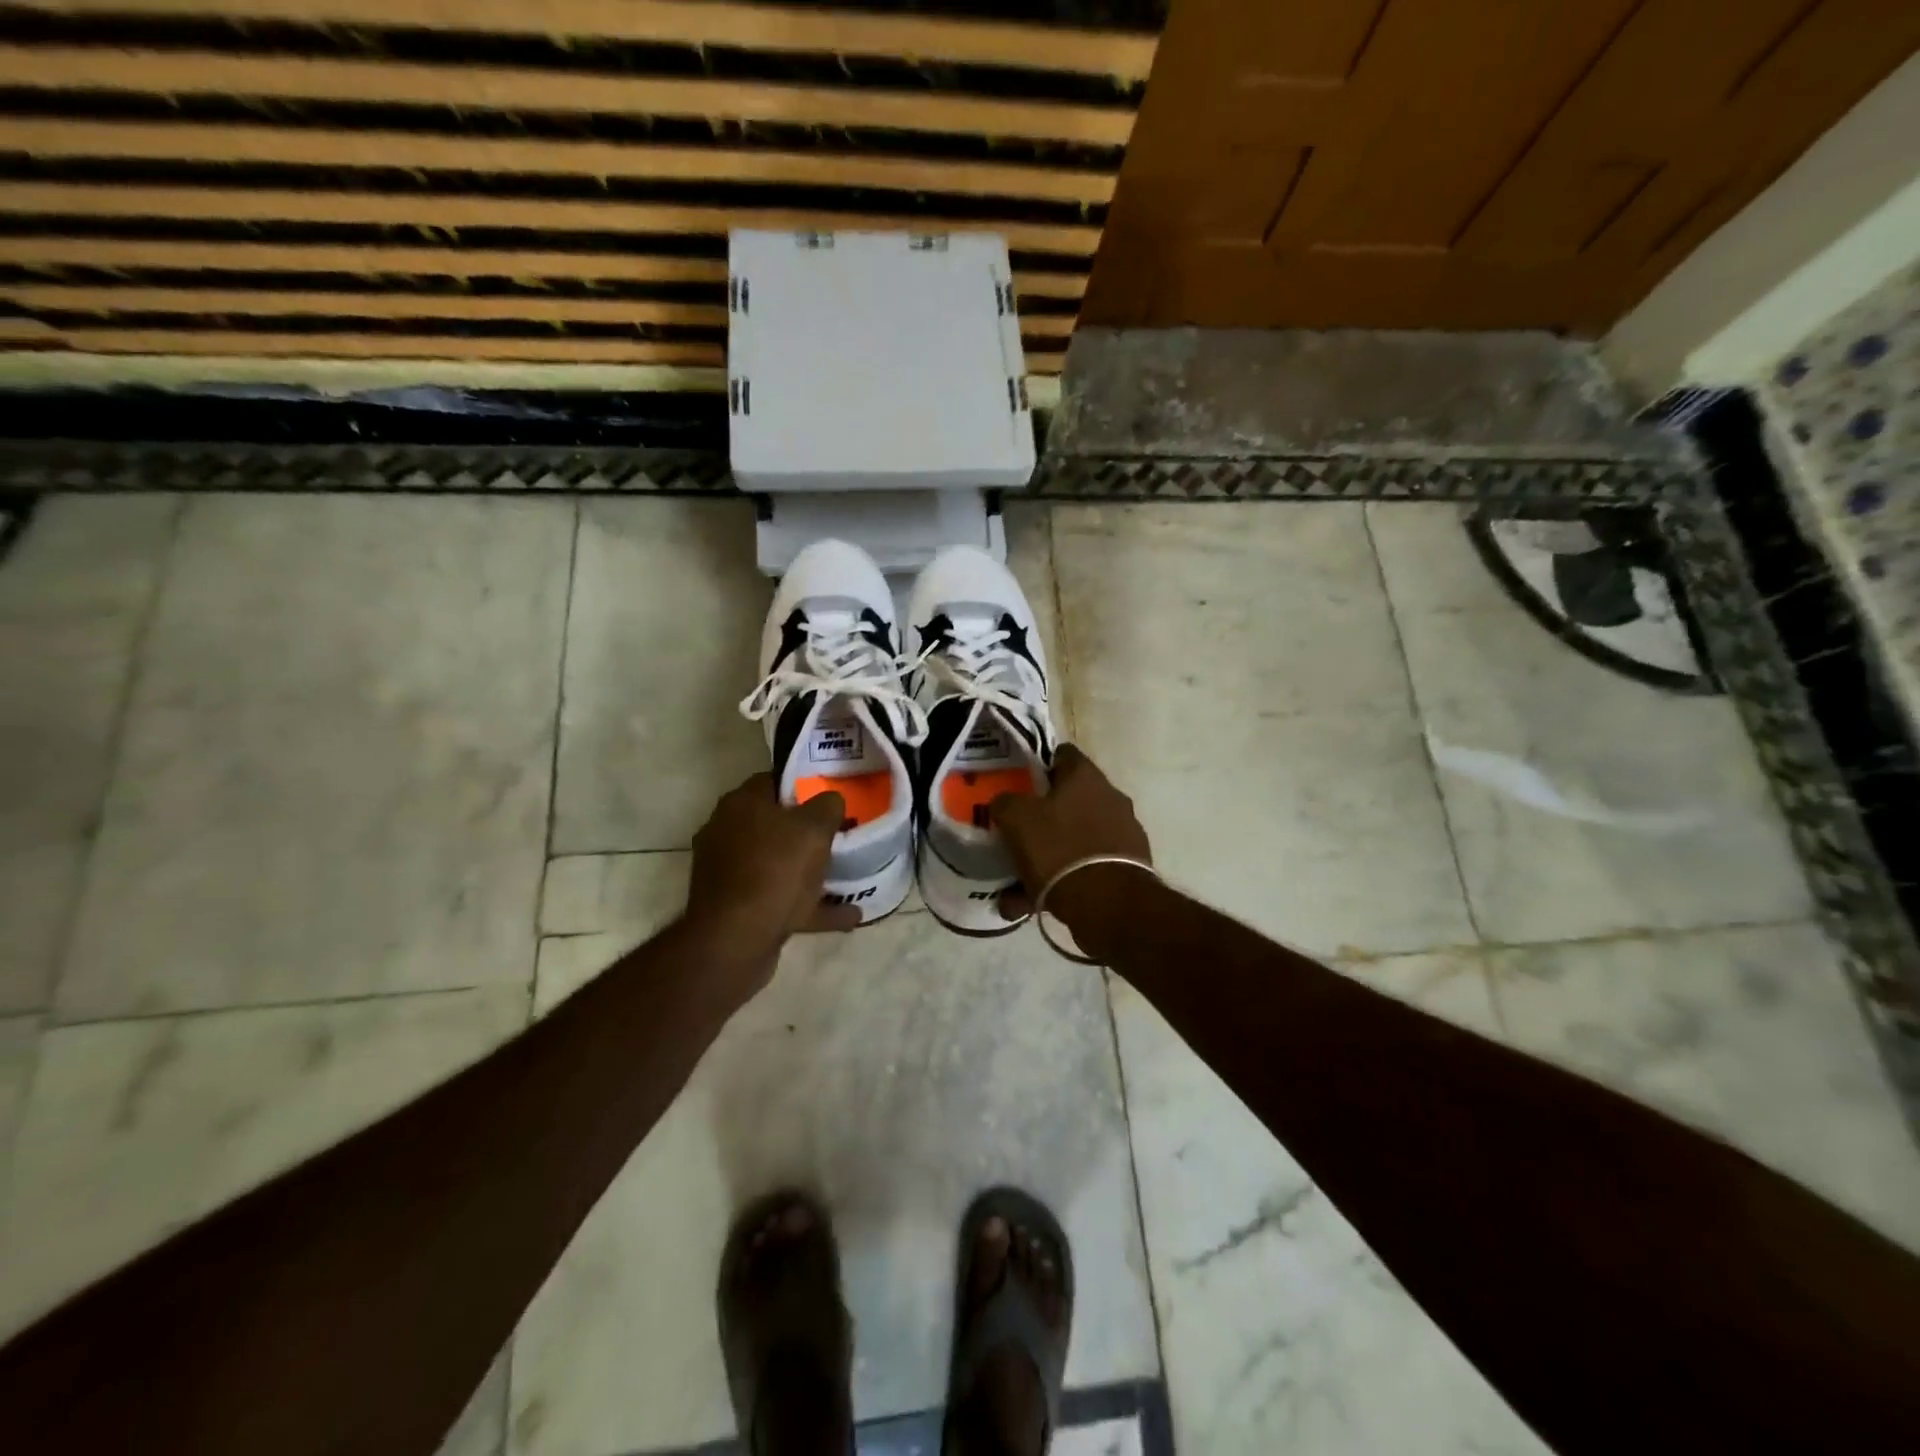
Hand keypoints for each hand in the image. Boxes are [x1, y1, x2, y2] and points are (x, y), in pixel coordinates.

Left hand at [687, 774, 862, 955]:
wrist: (735, 940)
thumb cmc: (776, 870)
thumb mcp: (814, 828)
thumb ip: (828, 805)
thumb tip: (830, 799)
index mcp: (741, 805)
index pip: (773, 781)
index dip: (803, 785)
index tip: (831, 796)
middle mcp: (727, 833)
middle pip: (774, 824)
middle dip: (806, 831)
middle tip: (840, 834)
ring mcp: (728, 872)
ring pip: (777, 864)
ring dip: (809, 871)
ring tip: (846, 875)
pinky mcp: (734, 907)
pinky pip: (779, 899)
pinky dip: (809, 905)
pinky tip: (846, 915)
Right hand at [990, 744, 1153, 955]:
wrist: (1109, 904)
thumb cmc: (1059, 848)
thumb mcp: (1016, 818)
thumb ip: (1006, 802)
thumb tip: (1005, 803)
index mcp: (1086, 776)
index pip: (1061, 755)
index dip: (1037, 766)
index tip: (1017, 785)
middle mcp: (1111, 798)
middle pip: (1068, 800)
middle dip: (1041, 818)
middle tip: (1017, 835)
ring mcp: (1124, 834)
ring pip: (1074, 840)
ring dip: (1048, 857)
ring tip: (1016, 886)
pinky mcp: (1128, 867)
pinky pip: (1085, 868)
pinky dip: (1062, 882)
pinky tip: (1034, 904)